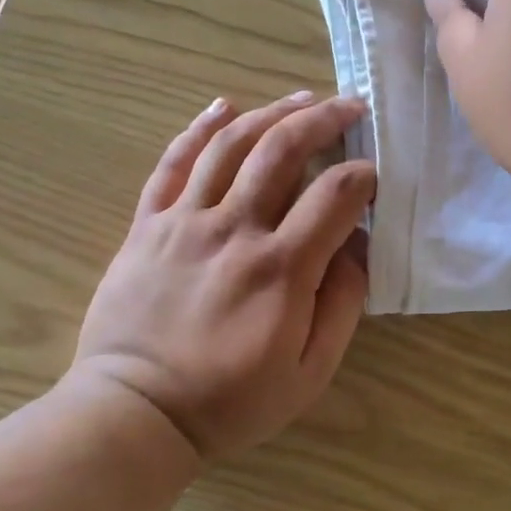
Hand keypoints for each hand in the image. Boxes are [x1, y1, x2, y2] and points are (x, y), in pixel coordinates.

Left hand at [69, 93, 375, 461]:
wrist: (137, 412)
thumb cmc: (232, 401)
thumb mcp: (310, 371)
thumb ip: (342, 304)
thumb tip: (357, 246)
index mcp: (282, 268)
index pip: (334, 195)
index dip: (362, 175)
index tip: (373, 174)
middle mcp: (234, 229)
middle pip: (282, 150)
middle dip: (323, 120)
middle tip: (349, 107)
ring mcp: (184, 221)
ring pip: (231, 145)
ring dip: (271, 113)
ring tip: (301, 98)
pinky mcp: (148, 225)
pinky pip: (174, 162)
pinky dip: (200, 128)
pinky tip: (224, 106)